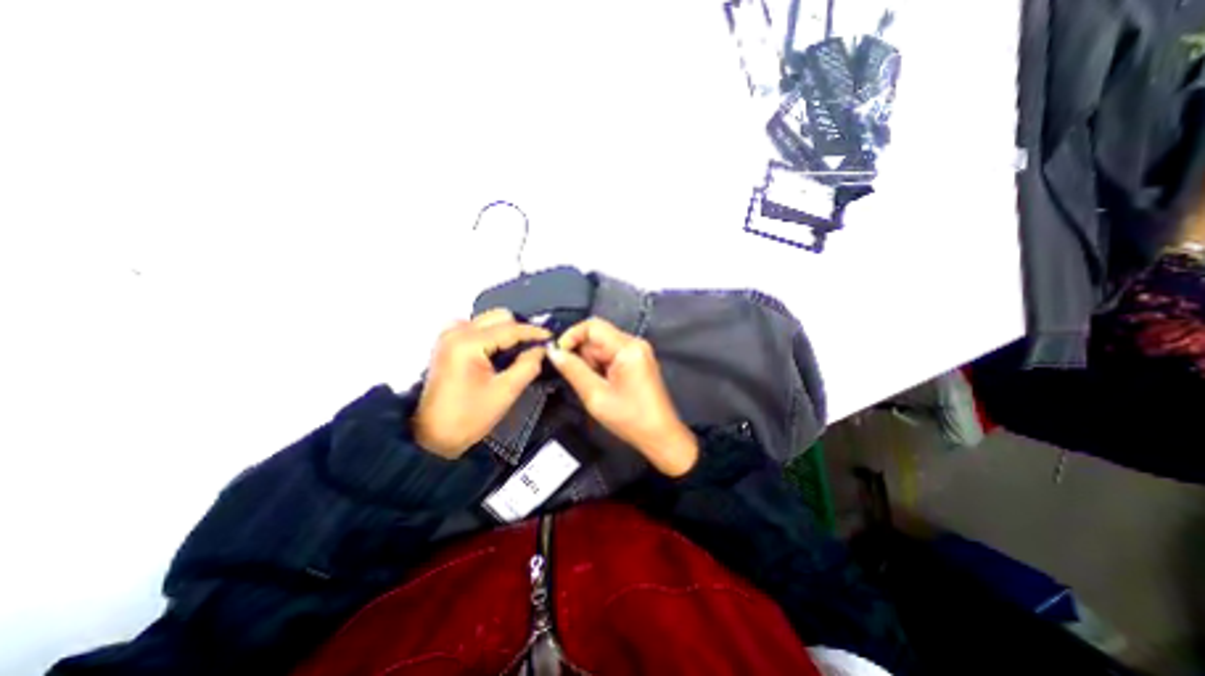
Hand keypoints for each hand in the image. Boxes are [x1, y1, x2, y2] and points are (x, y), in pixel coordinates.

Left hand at [412, 308, 549, 460]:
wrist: (432, 436)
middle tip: (533, 349)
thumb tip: (540, 349)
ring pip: (488, 320)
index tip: (551, 338)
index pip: (510, 328)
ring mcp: (448, 336)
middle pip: (498, 317)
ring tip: (517, 353)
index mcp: (468, 343)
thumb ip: (527, 366)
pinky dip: (492, 336)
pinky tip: (497, 353)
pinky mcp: (447, 343)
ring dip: (506, 332)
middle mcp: (456, 332)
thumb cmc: (468, 417)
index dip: (534, 332)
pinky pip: (476, 328)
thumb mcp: (505, 393)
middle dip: (519, 330)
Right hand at [548, 316, 697, 476]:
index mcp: (628, 348)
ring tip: (595, 387)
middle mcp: (635, 343)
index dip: (571, 336)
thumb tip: (553, 352)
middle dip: (582, 355)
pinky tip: (604, 385)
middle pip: (597, 336)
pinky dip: (601, 367)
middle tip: (581, 380)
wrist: (660, 436)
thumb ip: (573, 370)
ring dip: (591, 363)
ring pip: (602, 346)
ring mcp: (638, 351)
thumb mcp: (595, 396)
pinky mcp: (638, 360)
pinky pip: (611, 355)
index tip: (559, 355)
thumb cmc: (631, 419)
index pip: (592, 326)